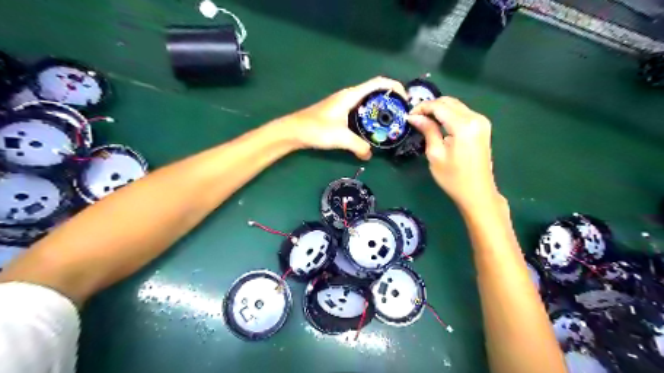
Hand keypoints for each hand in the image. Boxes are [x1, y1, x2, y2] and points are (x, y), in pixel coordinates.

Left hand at [278, 78, 406, 159]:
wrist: (293, 131)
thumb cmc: (316, 129)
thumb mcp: (341, 137)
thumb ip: (358, 146)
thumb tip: (369, 155)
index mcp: (351, 95)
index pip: (379, 82)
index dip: (395, 87)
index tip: (406, 100)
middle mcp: (349, 96)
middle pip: (376, 91)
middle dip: (390, 101)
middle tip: (401, 116)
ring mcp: (344, 104)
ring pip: (368, 102)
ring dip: (380, 110)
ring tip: (390, 123)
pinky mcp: (339, 113)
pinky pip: (360, 111)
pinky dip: (370, 117)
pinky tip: (372, 130)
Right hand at [407, 97, 500, 211]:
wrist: (477, 193)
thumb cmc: (453, 178)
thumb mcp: (435, 154)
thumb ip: (427, 131)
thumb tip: (414, 117)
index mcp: (464, 126)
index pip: (439, 106)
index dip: (422, 108)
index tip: (409, 116)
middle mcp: (475, 118)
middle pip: (449, 102)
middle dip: (430, 106)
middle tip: (415, 118)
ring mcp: (481, 121)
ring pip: (456, 105)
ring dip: (439, 109)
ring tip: (424, 121)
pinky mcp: (482, 126)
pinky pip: (462, 112)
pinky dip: (448, 114)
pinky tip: (438, 123)